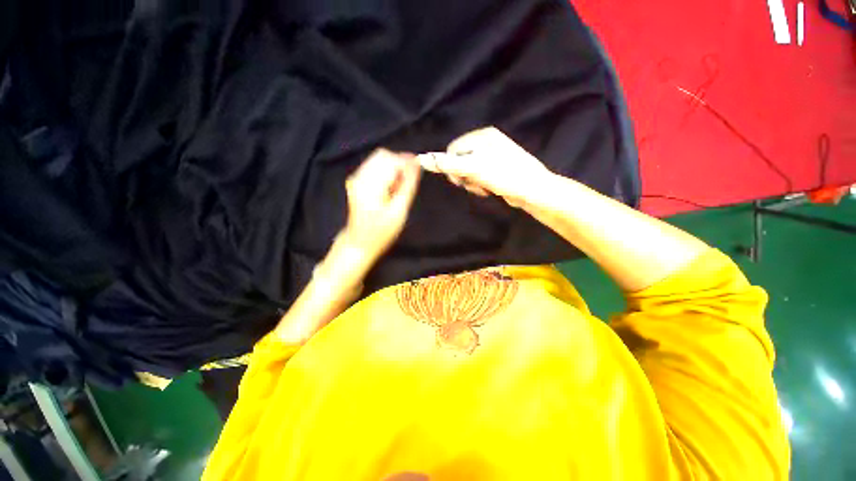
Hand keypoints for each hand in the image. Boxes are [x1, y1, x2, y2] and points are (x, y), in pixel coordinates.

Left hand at [341, 148, 420, 261]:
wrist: (359, 243)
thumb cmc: (381, 232)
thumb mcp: (399, 211)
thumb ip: (408, 186)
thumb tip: (416, 164)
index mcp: (369, 185)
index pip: (390, 160)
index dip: (406, 162)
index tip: (418, 170)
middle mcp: (359, 176)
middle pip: (383, 155)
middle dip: (399, 164)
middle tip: (408, 182)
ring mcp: (355, 178)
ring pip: (378, 159)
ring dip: (393, 168)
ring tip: (398, 188)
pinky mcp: (356, 181)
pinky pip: (374, 167)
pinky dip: (386, 173)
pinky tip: (390, 188)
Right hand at [416, 127, 550, 207]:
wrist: (533, 191)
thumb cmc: (503, 176)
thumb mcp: (472, 168)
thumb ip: (447, 163)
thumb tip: (421, 159)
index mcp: (482, 136)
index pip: (452, 149)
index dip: (453, 166)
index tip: (461, 178)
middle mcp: (487, 142)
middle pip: (460, 160)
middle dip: (464, 176)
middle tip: (476, 183)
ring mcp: (493, 156)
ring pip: (469, 171)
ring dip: (472, 183)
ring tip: (485, 188)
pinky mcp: (497, 169)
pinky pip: (479, 176)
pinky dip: (480, 185)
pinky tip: (490, 190)